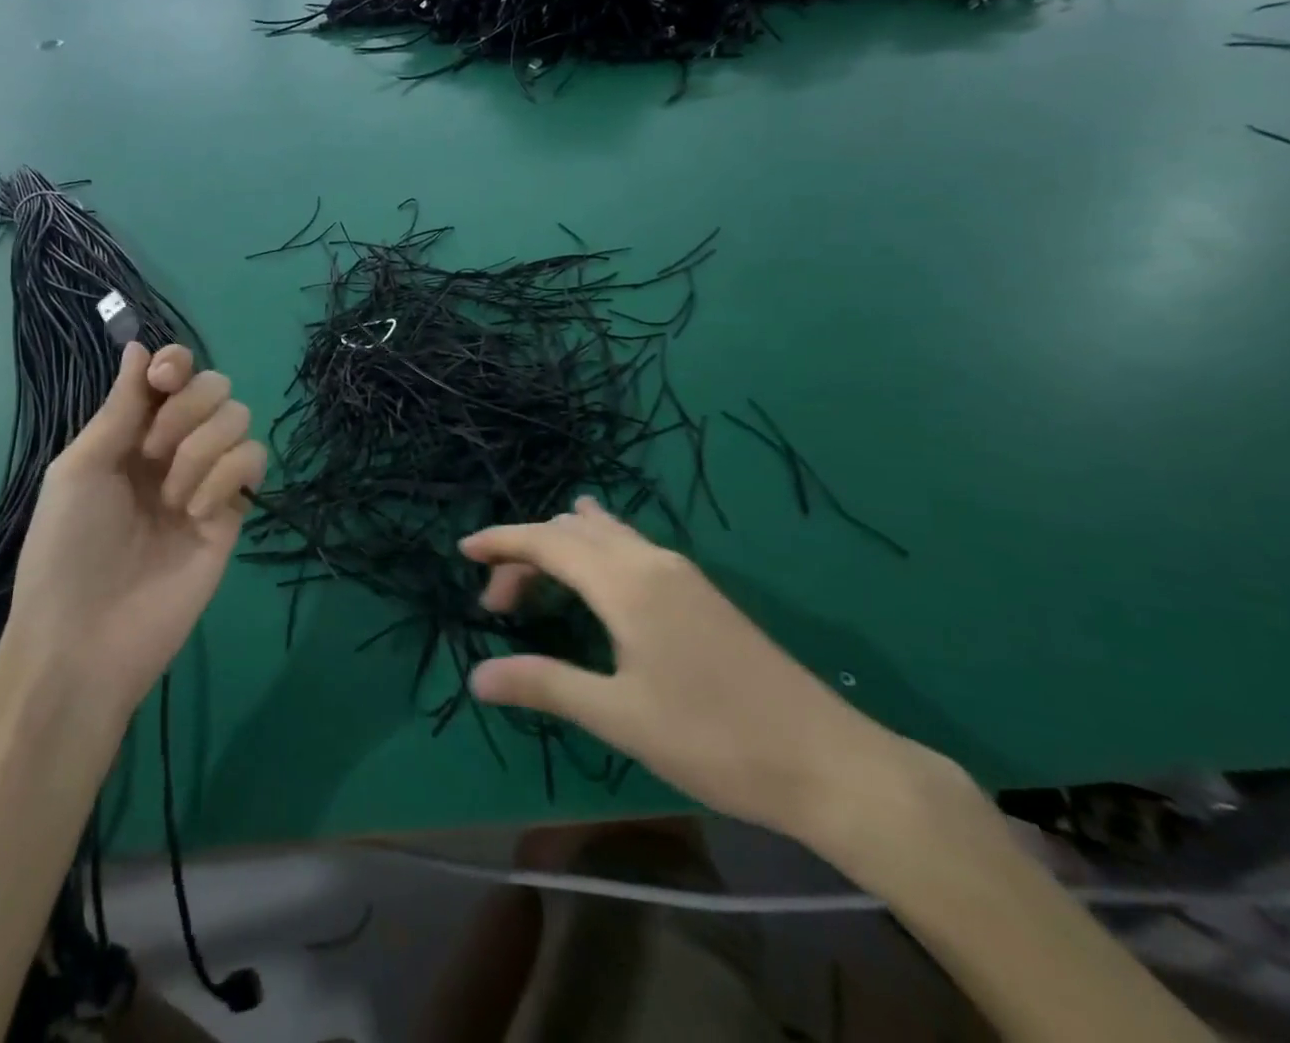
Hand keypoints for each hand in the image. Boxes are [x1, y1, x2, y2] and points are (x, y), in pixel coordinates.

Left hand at [7, 342, 265, 716]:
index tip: (163, 379)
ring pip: (240, 419)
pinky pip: (254, 462)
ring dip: (204, 448)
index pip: (172, 374)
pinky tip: (195, 514)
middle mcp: (174, 448)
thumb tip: (138, 343)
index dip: (175, 363)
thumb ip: (120, 407)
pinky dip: (228, 476)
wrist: (87, 637)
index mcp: (132, 433)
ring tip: (172, 497)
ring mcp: (208, 478)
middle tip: (153, 452)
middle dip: (188, 409)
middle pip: (215, 387)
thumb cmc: (66, 548)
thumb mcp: (80, 467)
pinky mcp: (235, 511)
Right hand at [463, 497, 934, 850]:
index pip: (547, 541)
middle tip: (499, 602)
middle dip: (526, 552)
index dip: (501, 541)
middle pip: (571, 531)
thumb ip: (544, 685)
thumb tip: (477, 676)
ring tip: (535, 579)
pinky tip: (594, 579)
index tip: (464, 551)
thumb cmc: (712, 738)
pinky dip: (593, 551)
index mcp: (626, 582)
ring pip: (605, 533)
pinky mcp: (698, 592)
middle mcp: (650, 560)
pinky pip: (629, 546)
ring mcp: (680, 572)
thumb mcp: (618, 715)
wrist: (825, 760)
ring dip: (562, 547)